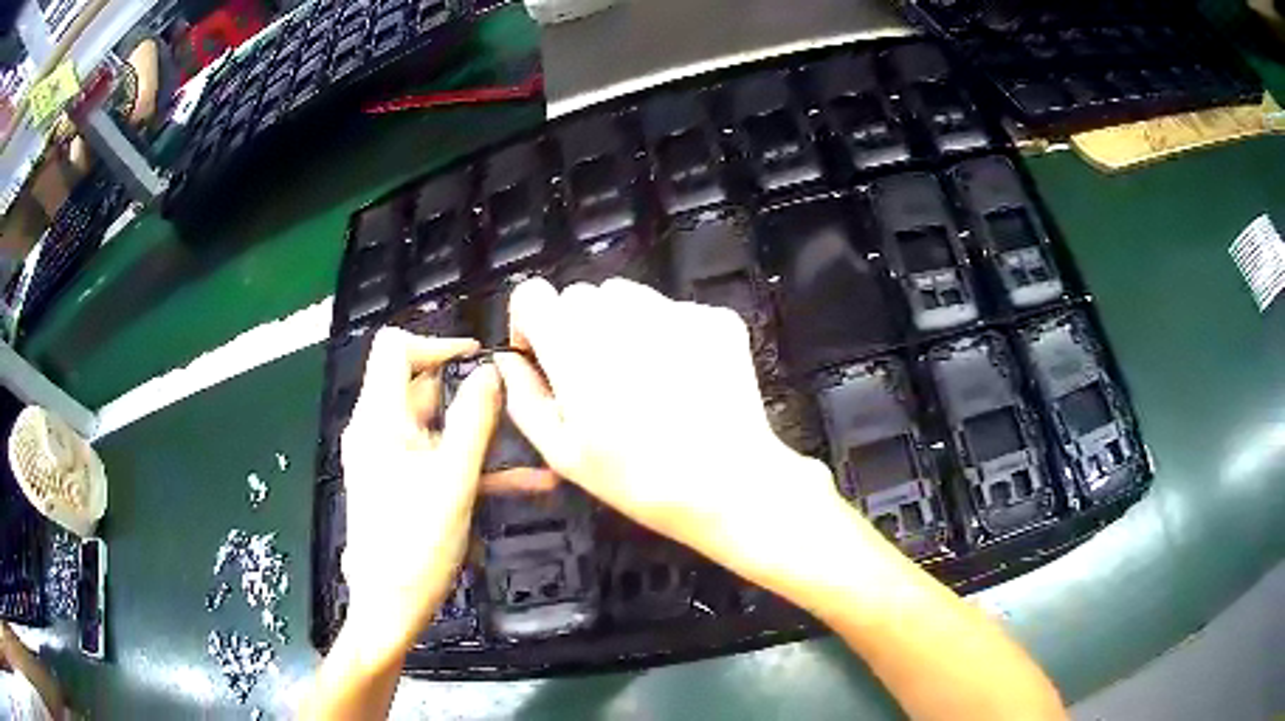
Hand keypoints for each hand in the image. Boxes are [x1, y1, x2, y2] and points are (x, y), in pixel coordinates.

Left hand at [339, 329, 500, 660]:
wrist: (390, 606)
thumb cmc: (417, 545)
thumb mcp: (454, 481)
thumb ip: (474, 422)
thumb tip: (491, 371)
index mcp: (379, 419)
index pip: (394, 348)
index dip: (436, 343)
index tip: (479, 360)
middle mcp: (377, 430)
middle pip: (419, 385)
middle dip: (466, 393)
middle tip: (512, 407)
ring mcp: (388, 458)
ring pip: (434, 425)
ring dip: (477, 434)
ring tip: (528, 446)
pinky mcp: (400, 483)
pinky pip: (436, 458)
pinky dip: (470, 463)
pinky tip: (524, 484)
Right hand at [493, 278, 838, 578]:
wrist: (727, 486)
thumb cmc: (635, 478)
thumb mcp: (561, 452)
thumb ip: (523, 395)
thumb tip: (507, 359)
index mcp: (574, 343)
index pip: (533, 293)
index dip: (532, 322)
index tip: (545, 356)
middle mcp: (622, 312)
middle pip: (581, 296)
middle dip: (578, 329)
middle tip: (600, 380)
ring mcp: (675, 310)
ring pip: (629, 298)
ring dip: (623, 326)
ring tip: (644, 379)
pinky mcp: (715, 319)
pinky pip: (675, 313)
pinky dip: (670, 336)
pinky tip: (683, 380)